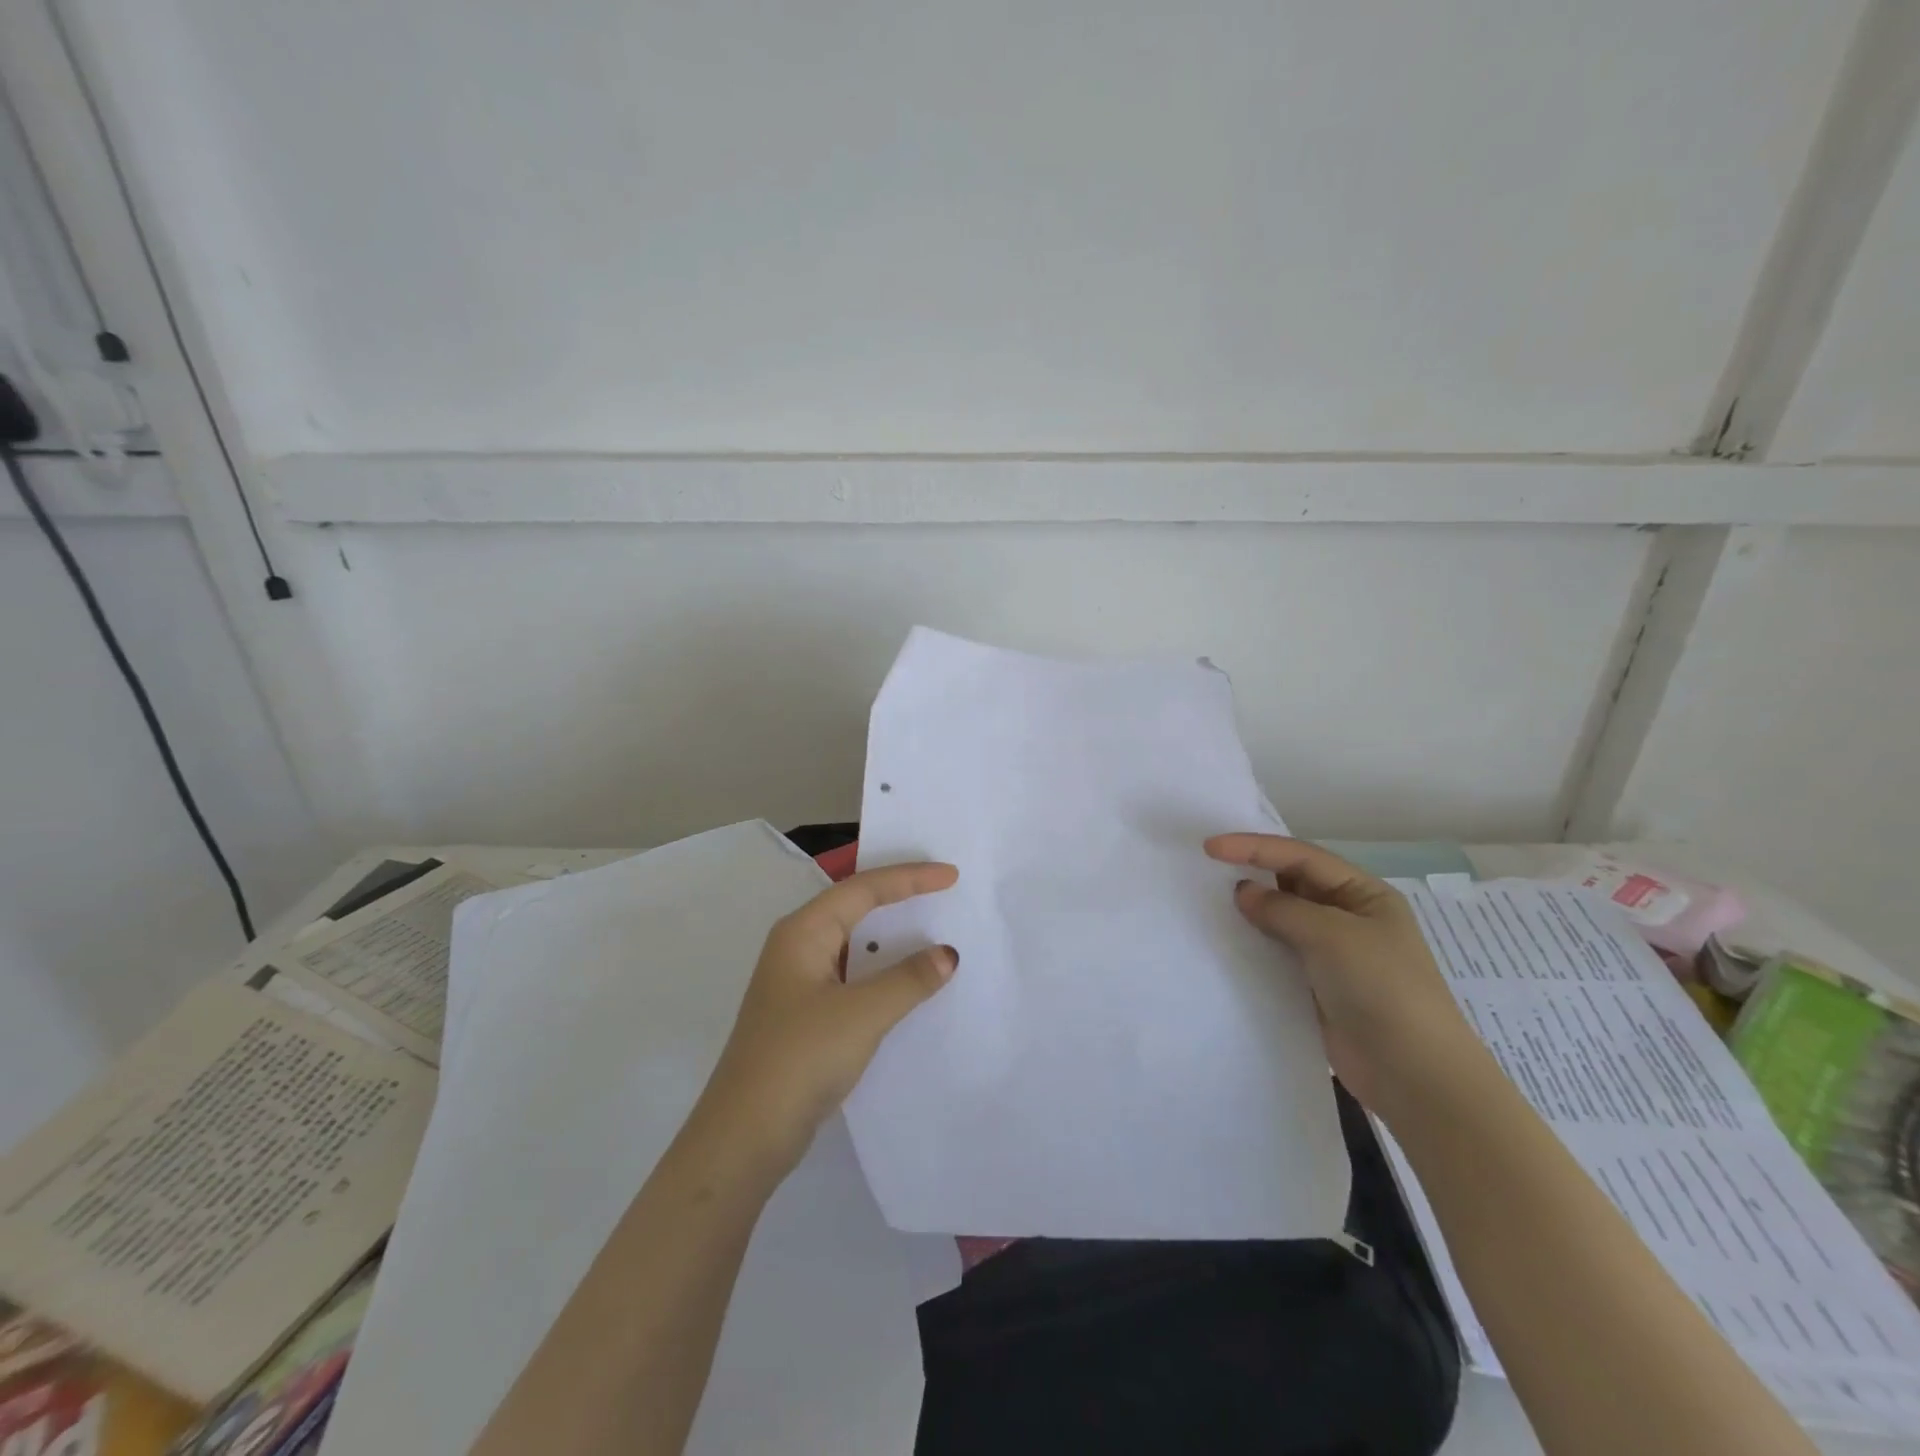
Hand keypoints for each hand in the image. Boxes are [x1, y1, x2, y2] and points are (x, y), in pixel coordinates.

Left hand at [694, 862, 959, 1175]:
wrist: (744, 1136)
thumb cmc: (800, 1059)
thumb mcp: (862, 1014)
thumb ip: (908, 980)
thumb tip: (947, 954)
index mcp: (802, 932)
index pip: (862, 889)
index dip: (909, 878)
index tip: (952, 876)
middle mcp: (796, 947)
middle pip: (854, 907)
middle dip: (898, 897)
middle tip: (943, 892)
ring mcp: (797, 982)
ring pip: (853, 944)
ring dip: (890, 937)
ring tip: (932, 930)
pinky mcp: (804, 1014)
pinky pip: (851, 975)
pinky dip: (882, 971)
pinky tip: (906, 984)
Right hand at [1204, 834, 1481, 1111]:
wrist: (1413, 1074)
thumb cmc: (1382, 989)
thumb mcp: (1332, 936)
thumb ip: (1282, 908)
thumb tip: (1242, 892)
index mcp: (1364, 894)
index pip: (1301, 856)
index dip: (1255, 847)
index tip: (1210, 847)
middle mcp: (1348, 916)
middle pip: (1291, 882)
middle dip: (1251, 872)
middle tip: (1205, 869)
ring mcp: (1332, 953)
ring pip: (1281, 918)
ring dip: (1250, 909)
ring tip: (1207, 901)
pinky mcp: (1316, 985)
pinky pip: (1277, 952)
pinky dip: (1253, 943)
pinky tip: (1226, 941)